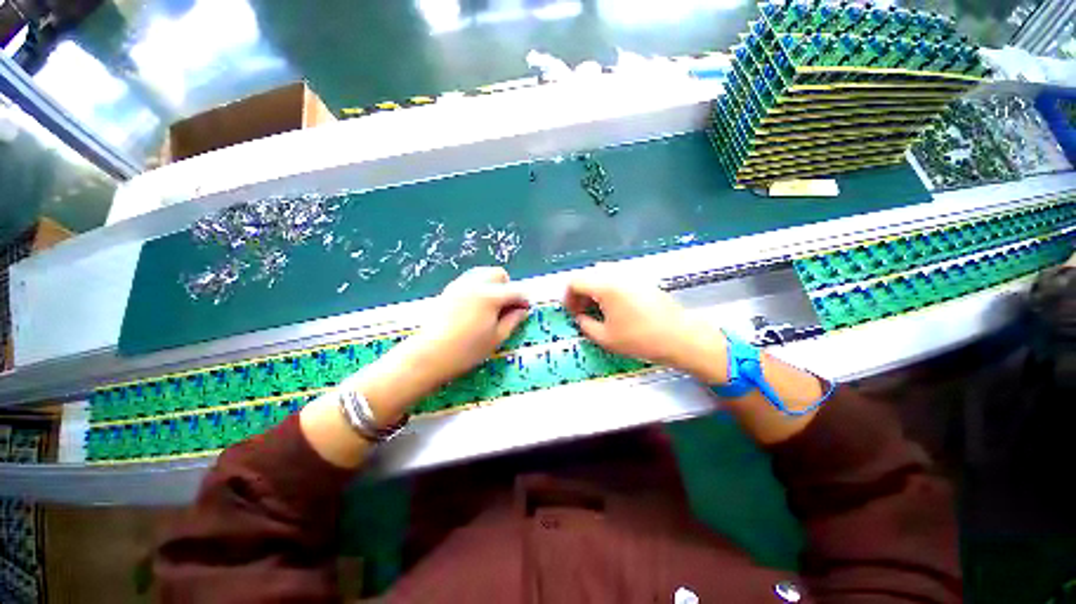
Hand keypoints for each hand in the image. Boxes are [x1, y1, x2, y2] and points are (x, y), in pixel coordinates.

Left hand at [399, 266, 530, 389]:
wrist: (430, 355)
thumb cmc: (467, 350)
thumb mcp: (497, 338)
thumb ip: (513, 320)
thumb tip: (523, 310)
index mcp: (490, 296)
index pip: (515, 291)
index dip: (524, 300)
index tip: (525, 310)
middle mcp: (475, 284)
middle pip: (498, 274)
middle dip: (507, 287)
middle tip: (506, 307)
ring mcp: (460, 285)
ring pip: (483, 274)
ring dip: (492, 285)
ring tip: (491, 307)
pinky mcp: (449, 290)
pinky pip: (469, 280)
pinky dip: (478, 288)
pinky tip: (475, 307)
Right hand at [564, 271, 728, 383]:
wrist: (681, 337)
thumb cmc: (640, 339)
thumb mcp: (605, 338)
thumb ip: (585, 325)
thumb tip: (580, 317)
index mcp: (605, 285)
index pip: (575, 281)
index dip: (568, 297)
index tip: (572, 313)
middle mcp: (617, 273)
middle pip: (588, 275)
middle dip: (580, 293)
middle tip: (583, 312)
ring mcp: (632, 274)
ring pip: (602, 275)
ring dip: (594, 290)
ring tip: (598, 311)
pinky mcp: (642, 280)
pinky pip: (617, 278)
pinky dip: (608, 289)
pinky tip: (615, 307)